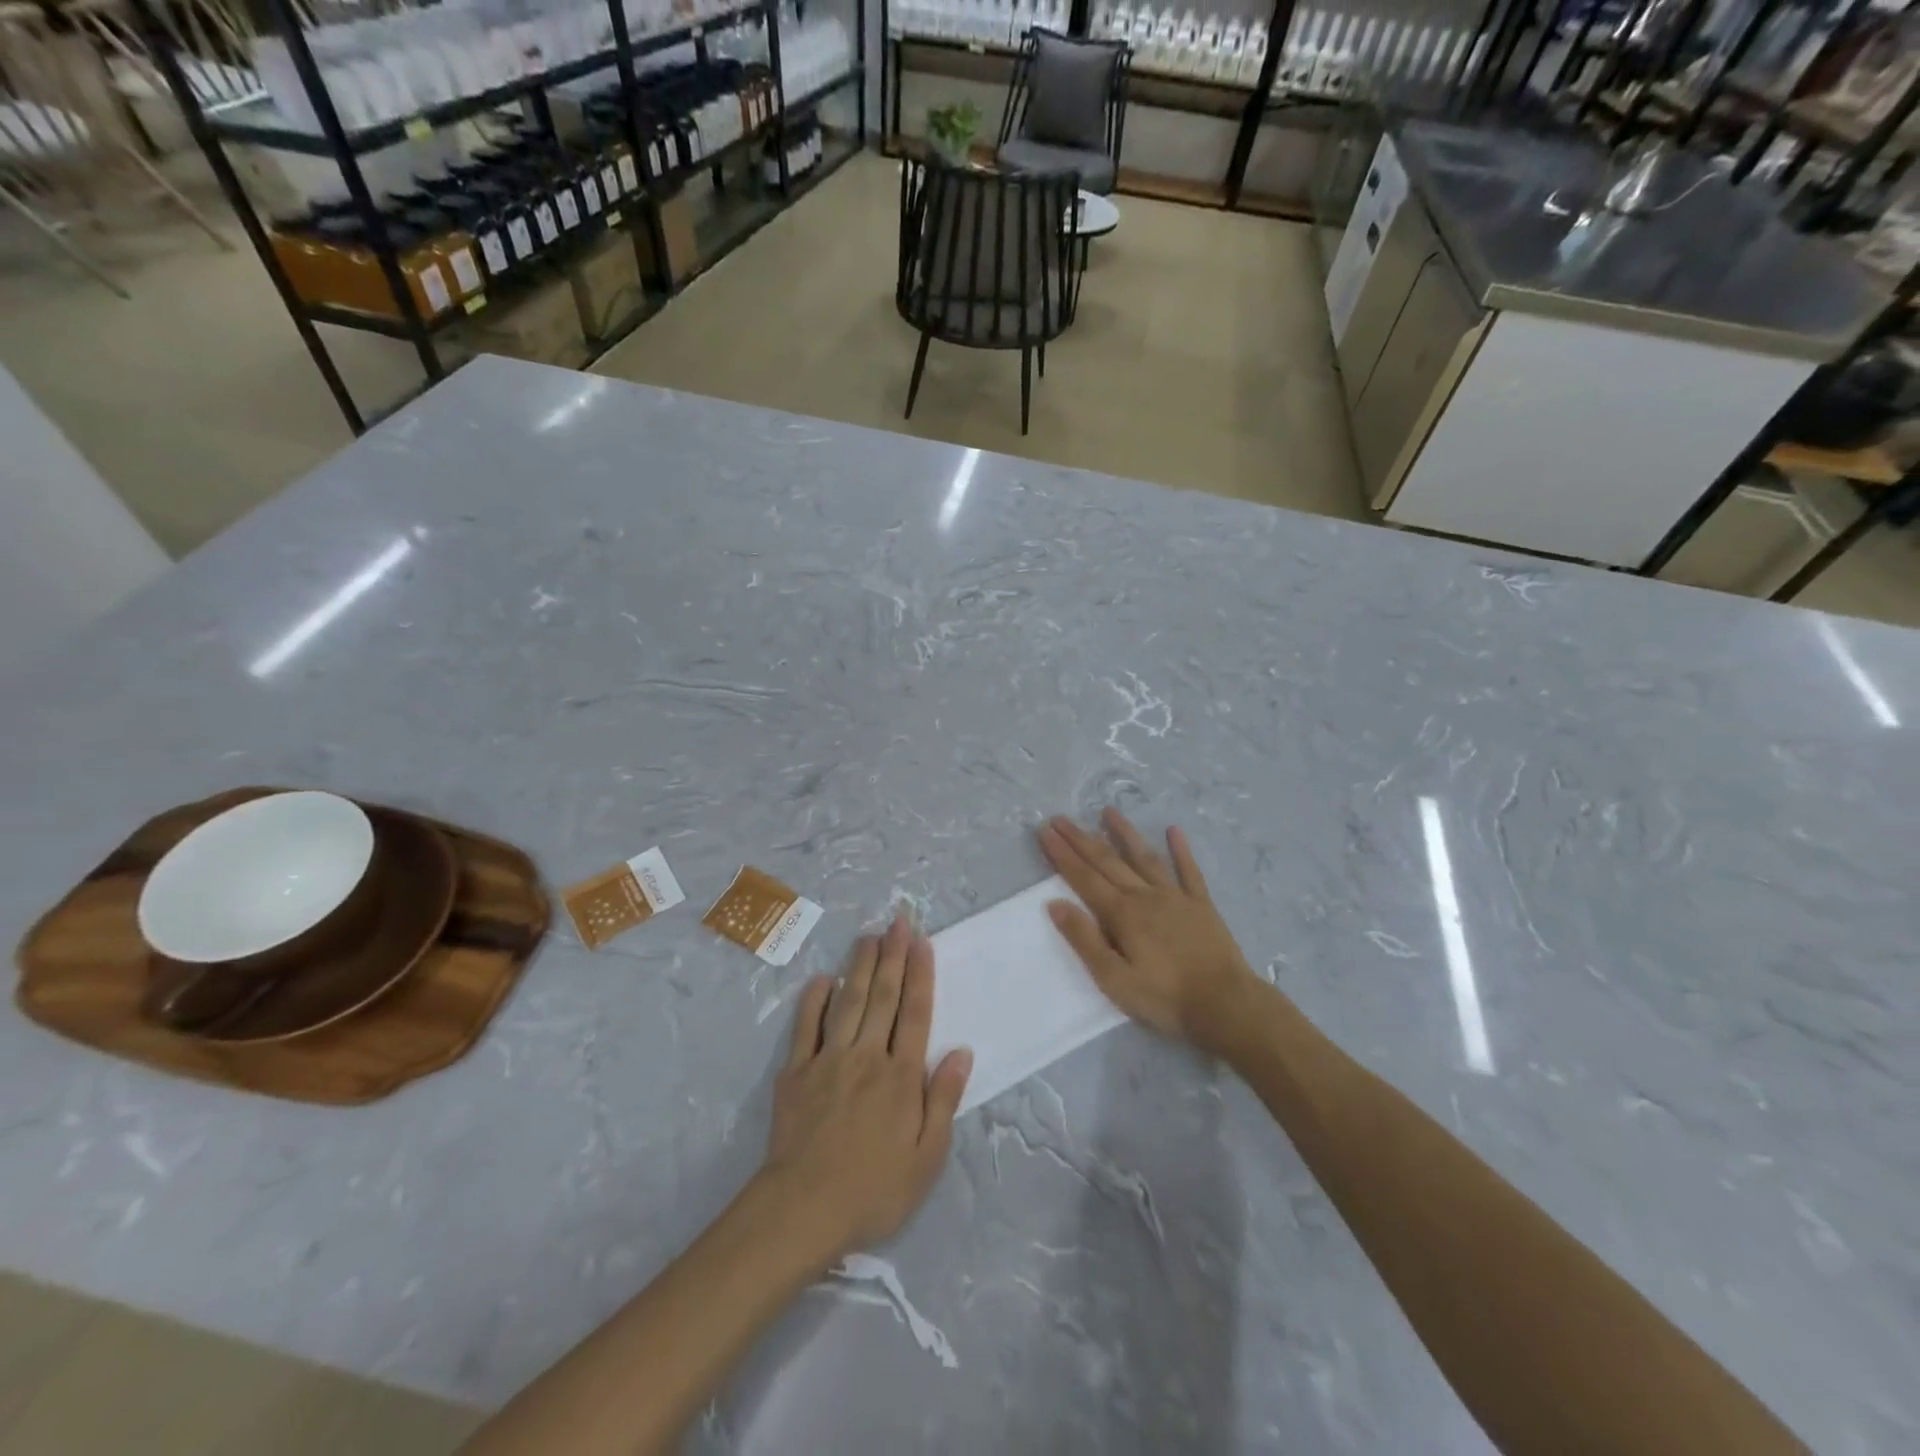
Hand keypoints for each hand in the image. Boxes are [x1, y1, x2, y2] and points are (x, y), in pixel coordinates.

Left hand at [760, 914, 972, 1261]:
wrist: (803, 1210)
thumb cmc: (874, 1190)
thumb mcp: (927, 1157)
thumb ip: (944, 1100)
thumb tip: (962, 1052)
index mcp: (901, 1076)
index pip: (915, 1013)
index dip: (920, 975)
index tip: (922, 942)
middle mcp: (867, 1056)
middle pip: (883, 997)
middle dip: (893, 956)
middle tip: (898, 921)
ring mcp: (829, 1060)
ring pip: (848, 1002)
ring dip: (860, 966)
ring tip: (869, 937)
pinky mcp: (796, 1072)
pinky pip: (806, 1027)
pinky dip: (814, 1000)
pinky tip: (823, 979)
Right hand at [1039, 809, 1260, 1052]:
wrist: (1226, 1005)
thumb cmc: (1165, 998)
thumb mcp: (1114, 979)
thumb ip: (1085, 940)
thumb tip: (1055, 904)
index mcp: (1122, 914)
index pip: (1084, 878)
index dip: (1062, 854)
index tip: (1044, 831)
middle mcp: (1145, 896)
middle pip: (1107, 861)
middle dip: (1081, 839)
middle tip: (1061, 818)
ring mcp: (1176, 897)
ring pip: (1144, 857)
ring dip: (1125, 833)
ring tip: (1108, 811)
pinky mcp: (1201, 905)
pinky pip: (1189, 871)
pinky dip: (1181, 850)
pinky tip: (1173, 830)